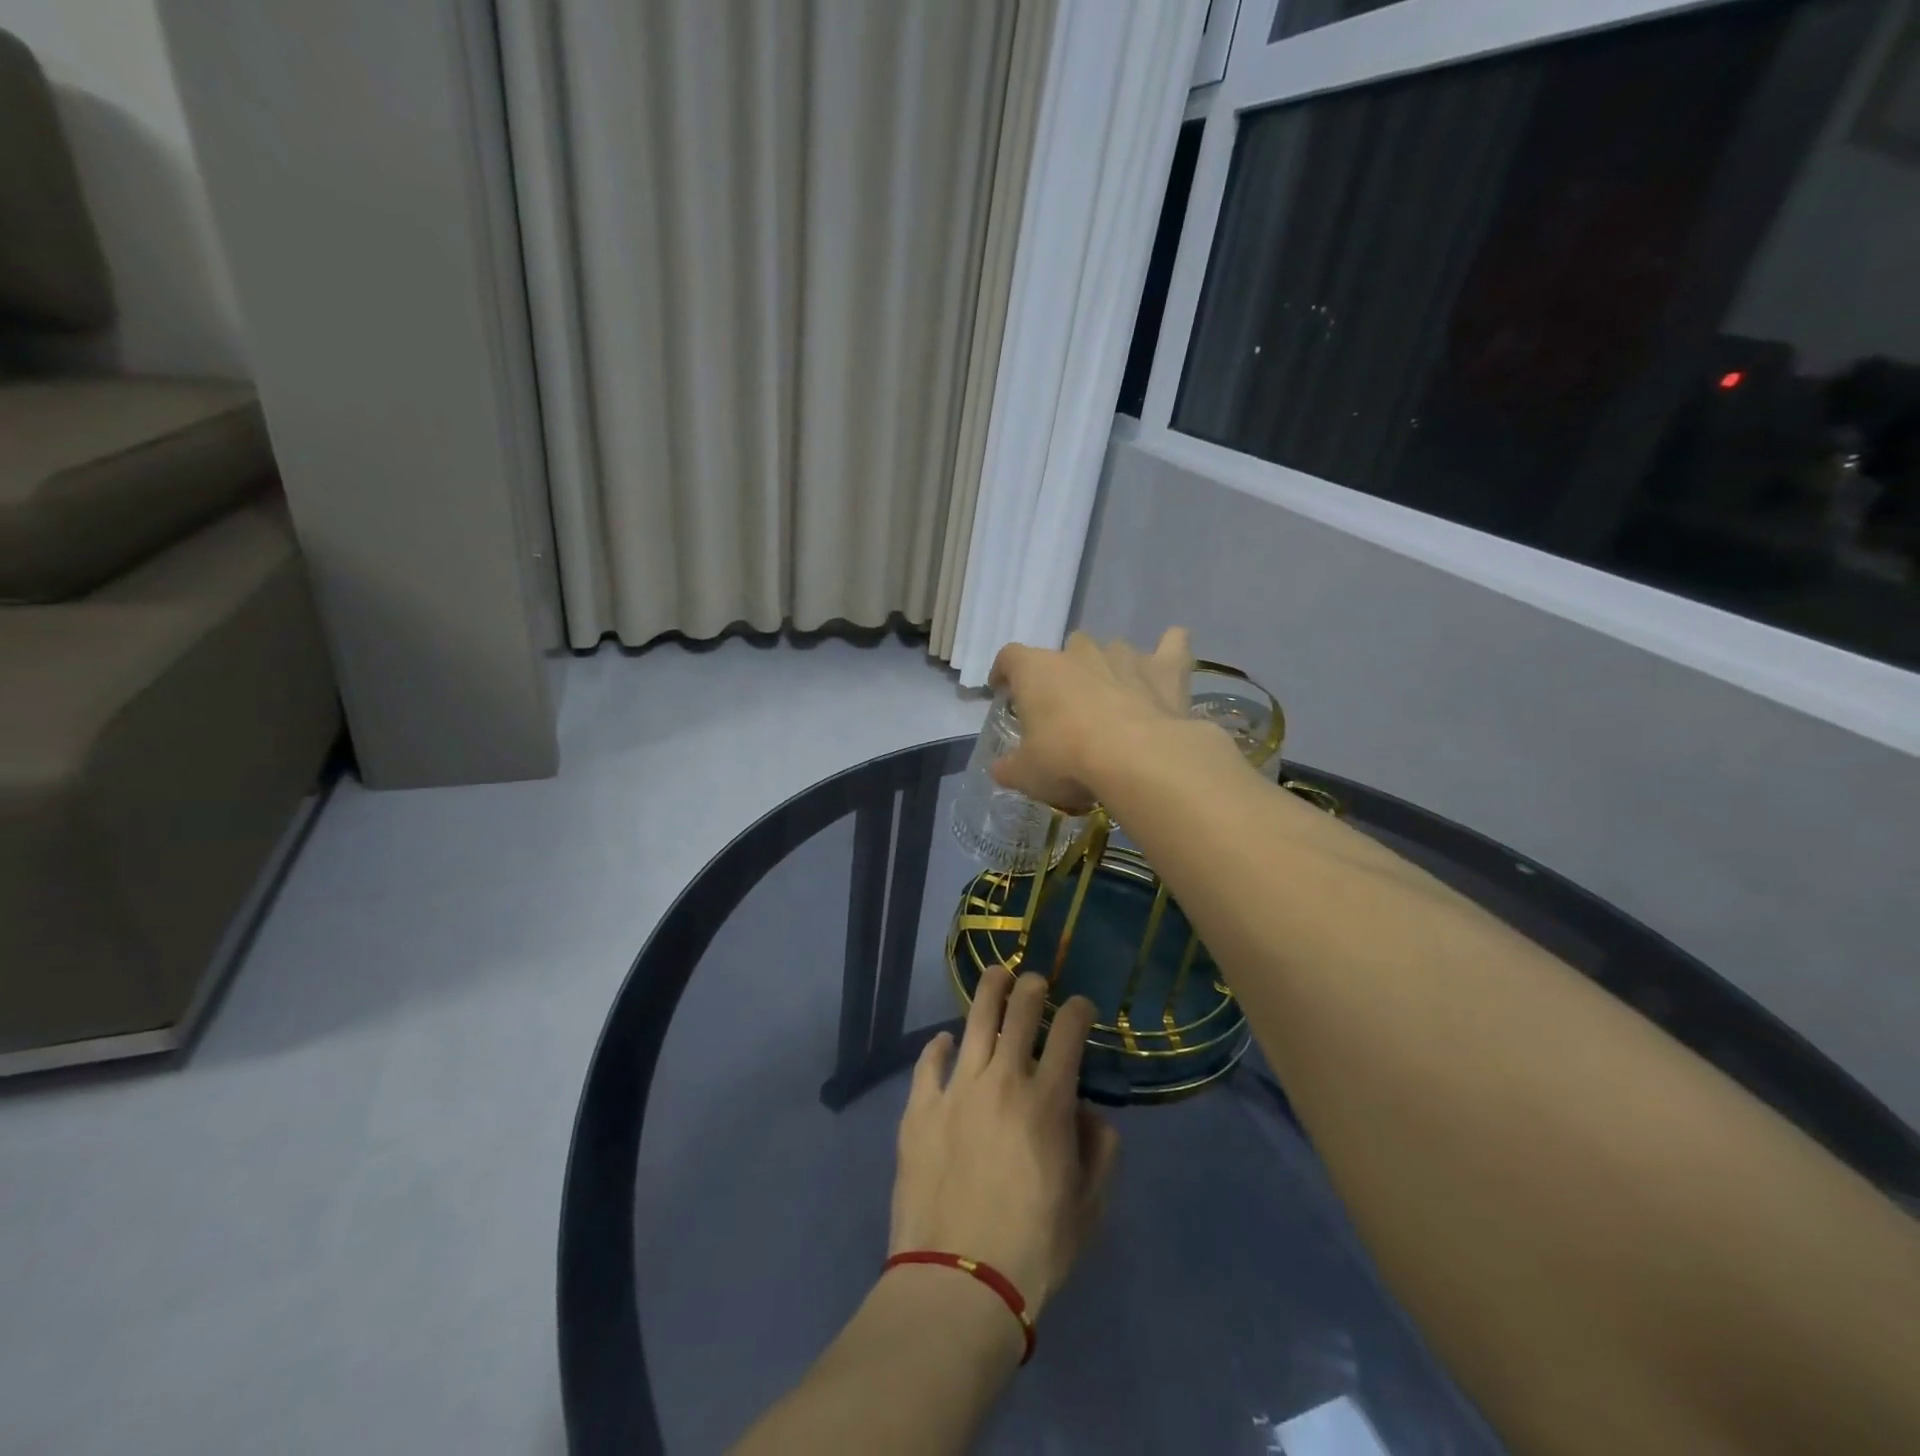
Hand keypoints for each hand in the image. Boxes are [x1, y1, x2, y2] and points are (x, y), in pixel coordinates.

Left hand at [889, 969, 1119, 1319]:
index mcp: (1047, 1100)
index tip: (1082, 1006)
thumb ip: (1098, 1150)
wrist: (959, 1280)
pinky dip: (939, 1046)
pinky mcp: (919, 1108)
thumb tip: (1087, 1112)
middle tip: (1036, 981)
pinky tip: (945, 1041)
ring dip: (988, 992)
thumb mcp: (1088, 1207)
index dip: (1078, 1011)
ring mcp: (956, 1089)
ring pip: (973, 1022)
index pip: (1068, 1033)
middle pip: (1018, 1013)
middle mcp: (1002, 1080)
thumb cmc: (1034, 1248)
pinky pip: (928, 1062)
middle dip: (1033, 988)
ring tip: (996, 975)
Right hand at [989, 629, 1195, 812]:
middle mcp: (1080, 653)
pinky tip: (1170, 655)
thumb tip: (1000, 769)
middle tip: (1067, 709)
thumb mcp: (1027, 774)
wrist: (1136, 759)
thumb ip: (1010, 768)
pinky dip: (1170, 648)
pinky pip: (1171, 646)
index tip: (1003, 690)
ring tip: (1114, 701)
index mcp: (1037, 670)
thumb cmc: (1068, 760)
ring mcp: (1124, 656)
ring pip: (1113, 650)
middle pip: (1067, 650)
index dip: (1004, 672)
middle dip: (1066, 674)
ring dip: (1110, 670)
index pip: (1010, 657)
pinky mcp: (1165, 668)